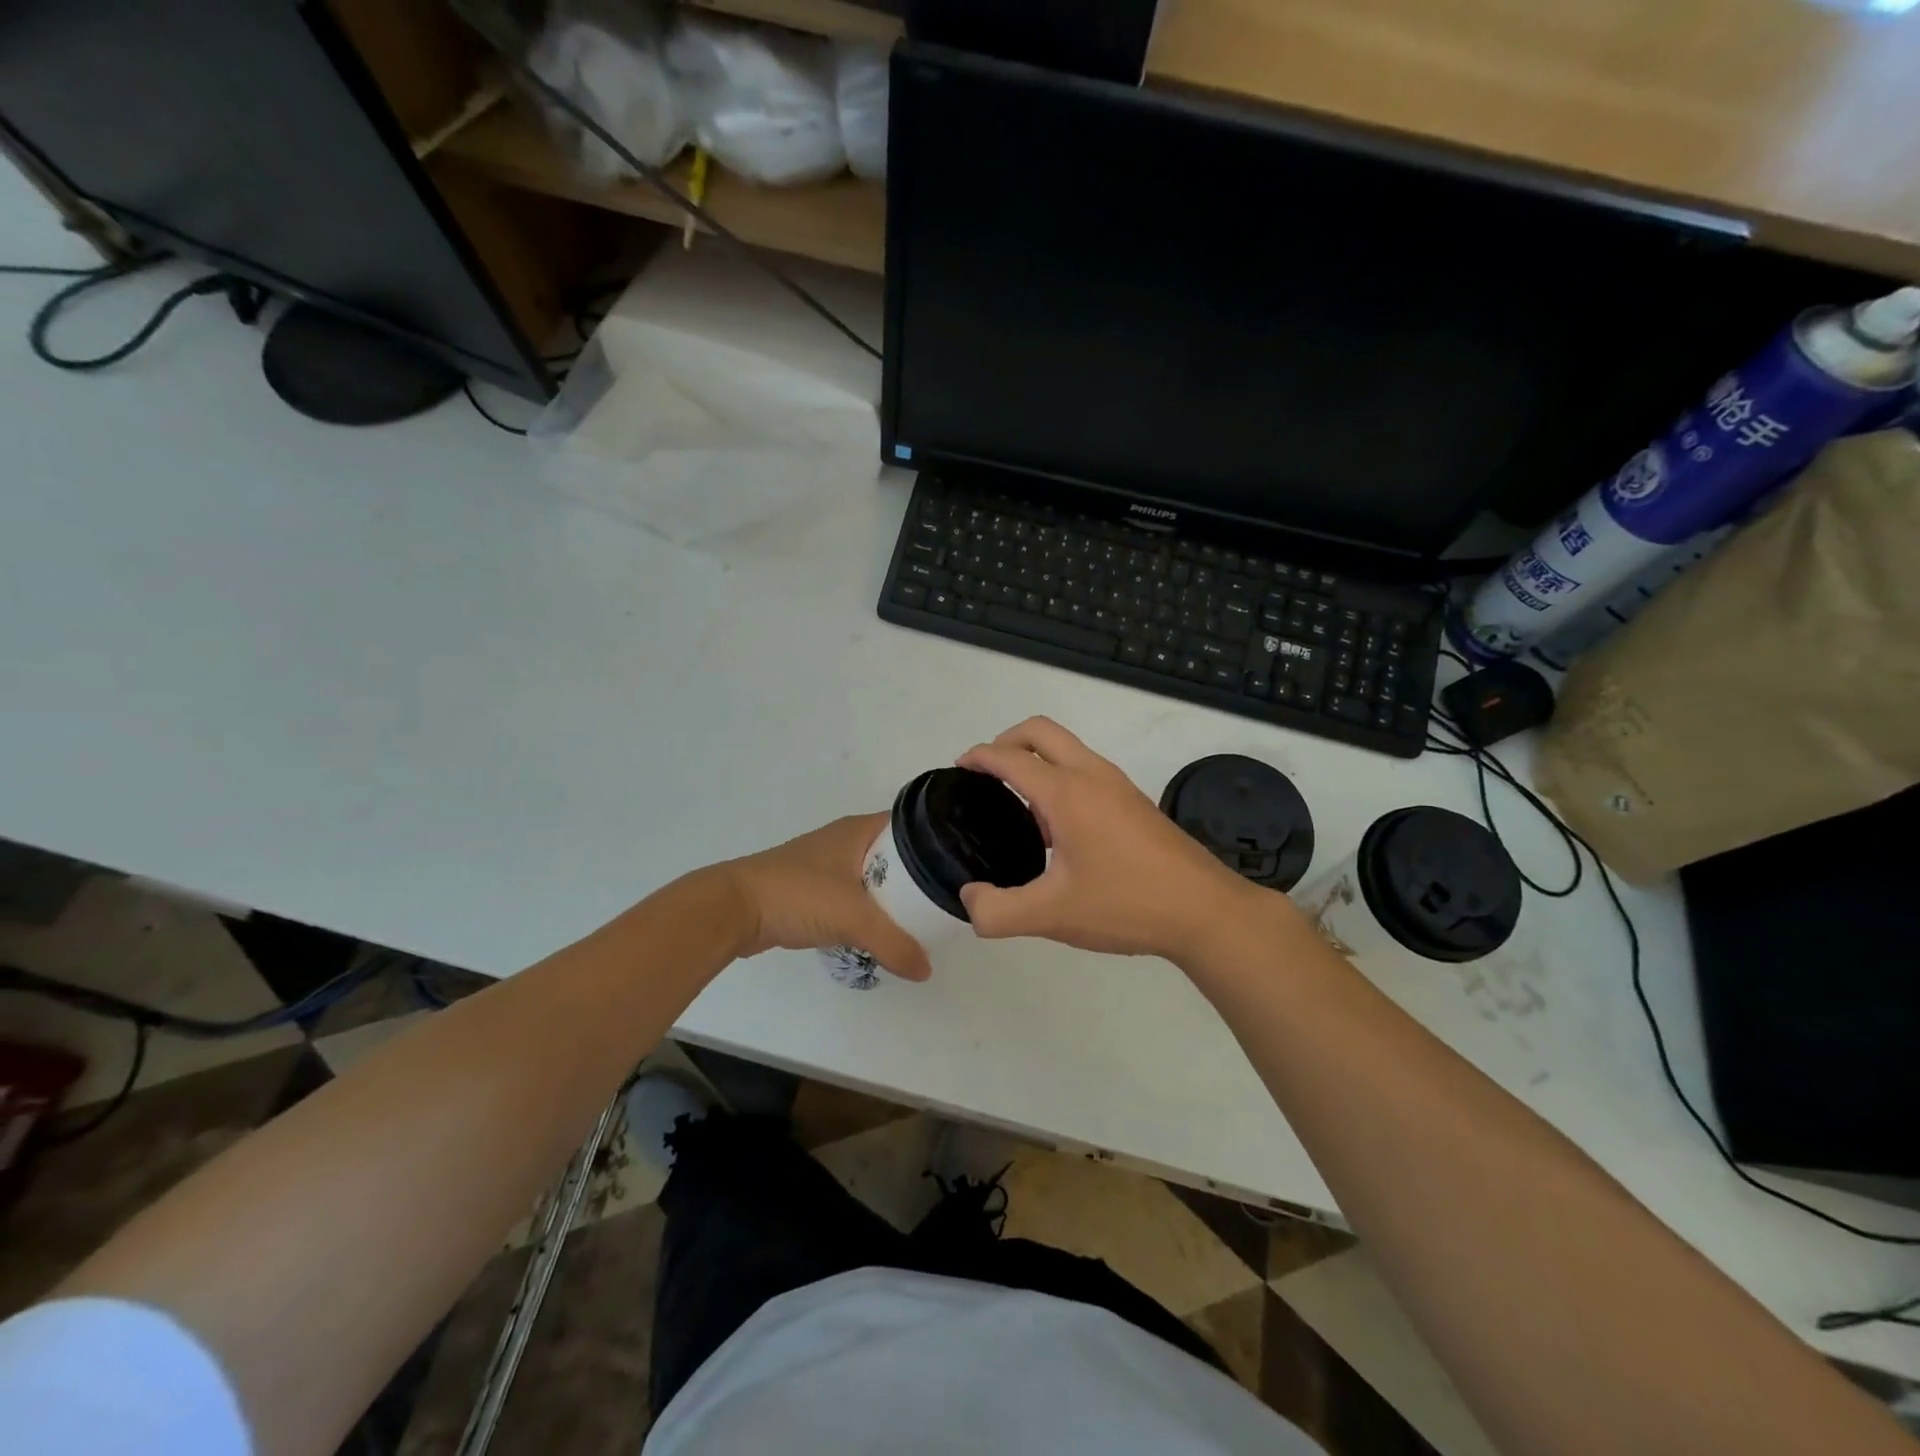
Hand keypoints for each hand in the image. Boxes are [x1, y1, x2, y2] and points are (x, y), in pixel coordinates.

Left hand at [721, 813, 932, 981]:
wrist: (735, 908)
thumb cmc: (799, 895)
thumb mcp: (854, 917)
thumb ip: (894, 944)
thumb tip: (926, 970)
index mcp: (859, 830)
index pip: (911, 826)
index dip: (936, 841)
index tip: (960, 865)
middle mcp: (846, 840)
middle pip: (895, 854)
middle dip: (919, 876)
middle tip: (946, 900)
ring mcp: (827, 865)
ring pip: (874, 877)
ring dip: (893, 896)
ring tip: (922, 918)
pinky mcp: (813, 889)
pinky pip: (854, 896)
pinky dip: (869, 910)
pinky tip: (882, 930)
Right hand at [957, 718, 1261, 961]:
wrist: (1205, 911)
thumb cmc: (1126, 904)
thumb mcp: (1051, 916)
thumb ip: (998, 911)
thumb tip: (969, 899)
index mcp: (1066, 792)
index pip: (1010, 757)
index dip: (978, 756)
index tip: (958, 768)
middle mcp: (1091, 775)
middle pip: (1040, 731)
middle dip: (1006, 740)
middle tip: (986, 776)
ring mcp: (1118, 785)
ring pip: (1067, 748)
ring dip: (1036, 760)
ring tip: (1019, 810)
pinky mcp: (1134, 801)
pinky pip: (1086, 769)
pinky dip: (1060, 778)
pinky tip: (1058, 832)